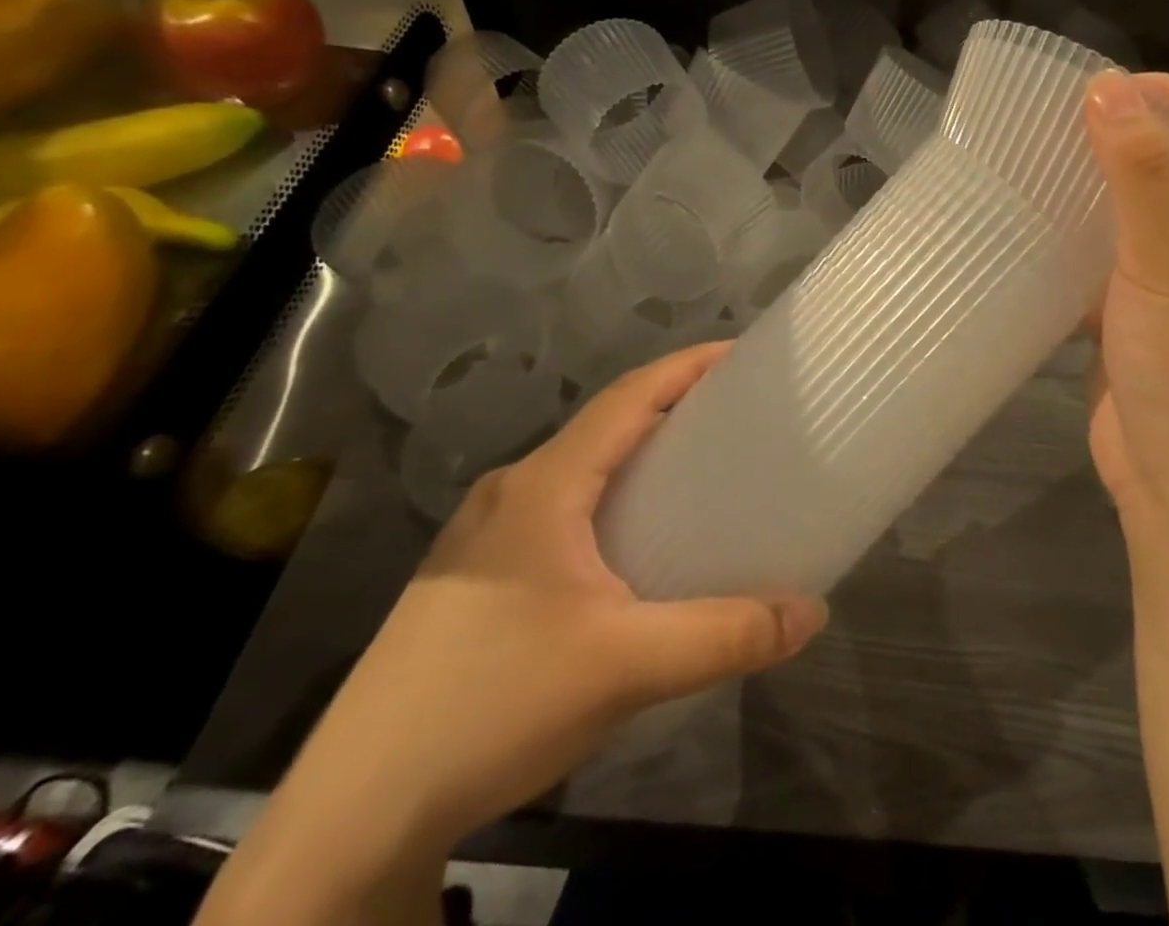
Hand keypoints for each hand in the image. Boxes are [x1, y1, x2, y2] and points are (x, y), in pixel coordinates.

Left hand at [277, 344, 827, 852]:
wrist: (356, 812)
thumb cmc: (494, 705)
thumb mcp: (625, 667)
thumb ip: (726, 635)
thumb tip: (813, 612)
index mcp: (544, 485)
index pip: (627, 397)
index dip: (687, 367)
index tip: (742, 355)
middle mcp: (513, 492)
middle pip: (606, 426)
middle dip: (673, 409)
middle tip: (738, 417)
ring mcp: (486, 535)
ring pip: (581, 470)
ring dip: (640, 458)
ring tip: (700, 474)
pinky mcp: (477, 576)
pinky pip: (562, 510)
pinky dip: (612, 500)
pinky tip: (635, 546)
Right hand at [1081, 72, 1168, 544]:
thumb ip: (1139, 174)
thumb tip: (1106, 87)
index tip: (1109, 86)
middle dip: (1137, 137)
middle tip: (1067, 119)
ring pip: (1148, 213)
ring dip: (1106, 184)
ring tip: (1047, 159)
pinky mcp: (1146, 315)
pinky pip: (1119, 256)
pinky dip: (1088, 234)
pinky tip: (1044, 222)